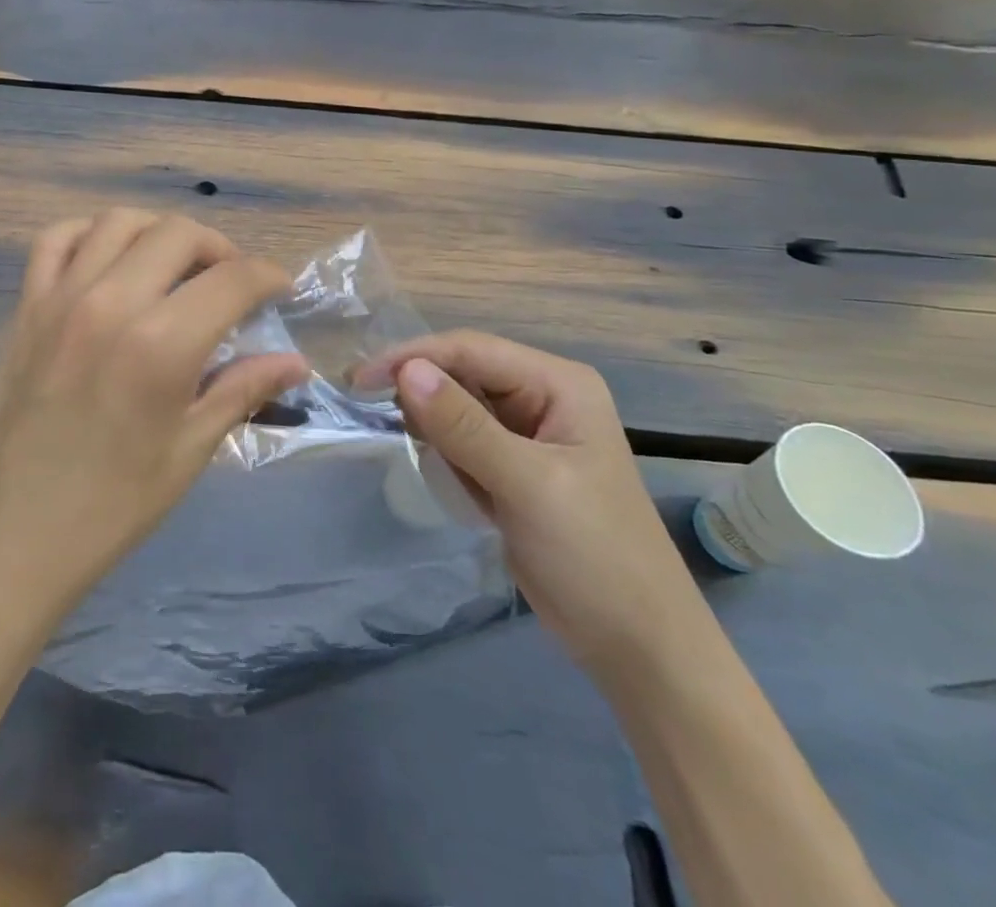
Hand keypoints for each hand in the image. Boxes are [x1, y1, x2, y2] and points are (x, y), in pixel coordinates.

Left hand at [0, 210, 307, 623]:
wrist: (15, 533)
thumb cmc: (114, 504)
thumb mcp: (190, 451)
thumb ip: (243, 390)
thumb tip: (296, 362)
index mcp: (161, 345)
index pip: (232, 279)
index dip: (267, 277)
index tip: (279, 289)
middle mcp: (111, 303)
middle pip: (179, 234)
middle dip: (219, 249)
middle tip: (229, 283)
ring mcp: (61, 298)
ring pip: (120, 222)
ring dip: (159, 234)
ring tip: (174, 267)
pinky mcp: (26, 306)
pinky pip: (56, 239)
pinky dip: (90, 233)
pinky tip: (109, 259)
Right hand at [357, 332, 702, 678]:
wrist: (636, 647)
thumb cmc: (594, 555)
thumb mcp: (527, 484)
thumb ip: (464, 425)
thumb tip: (406, 371)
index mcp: (558, 384)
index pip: (471, 349)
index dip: (413, 357)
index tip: (359, 380)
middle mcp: (542, 397)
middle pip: (461, 372)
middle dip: (417, 388)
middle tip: (365, 407)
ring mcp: (526, 433)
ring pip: (456, 405)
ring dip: (427, 421)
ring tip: (401, 442)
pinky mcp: (511, 467)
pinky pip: (460, 440)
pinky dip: (440, 449)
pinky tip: (434, 468)